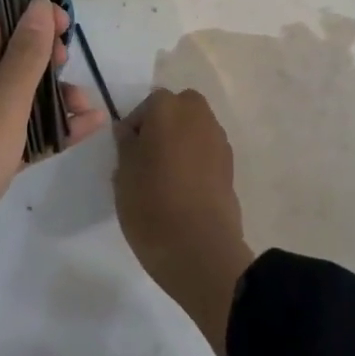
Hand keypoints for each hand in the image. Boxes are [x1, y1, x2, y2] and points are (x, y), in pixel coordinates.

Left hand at [0, 0, 106, 290]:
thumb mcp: (2, 100)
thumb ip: (27, 53)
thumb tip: (38, 3)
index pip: (3, 22)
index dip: (37, 21)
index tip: (70, 32)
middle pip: (12, 59)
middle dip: (50, 65)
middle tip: (76, 78)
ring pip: (18, 99)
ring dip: (54, 102)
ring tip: (90, 113)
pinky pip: (16, 134)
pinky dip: (45, 133)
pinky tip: (82, 133)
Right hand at [114, 88, 254, 355]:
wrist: (199, 250)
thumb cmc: (151, 204)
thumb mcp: (123, 173)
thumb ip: (126, 144)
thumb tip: (129, 131)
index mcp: (167, 108)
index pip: (147, 105)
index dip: (135, 127)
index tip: (127, 154)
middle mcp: (198, 115)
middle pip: (178, 109)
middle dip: (164, 125)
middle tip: (147, 157)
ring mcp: (218, 141)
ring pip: (195, 129)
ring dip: (182, 142)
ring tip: (165, 176)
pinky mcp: (231, 168)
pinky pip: (207, 153)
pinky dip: (196, 161)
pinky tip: (183, 189)